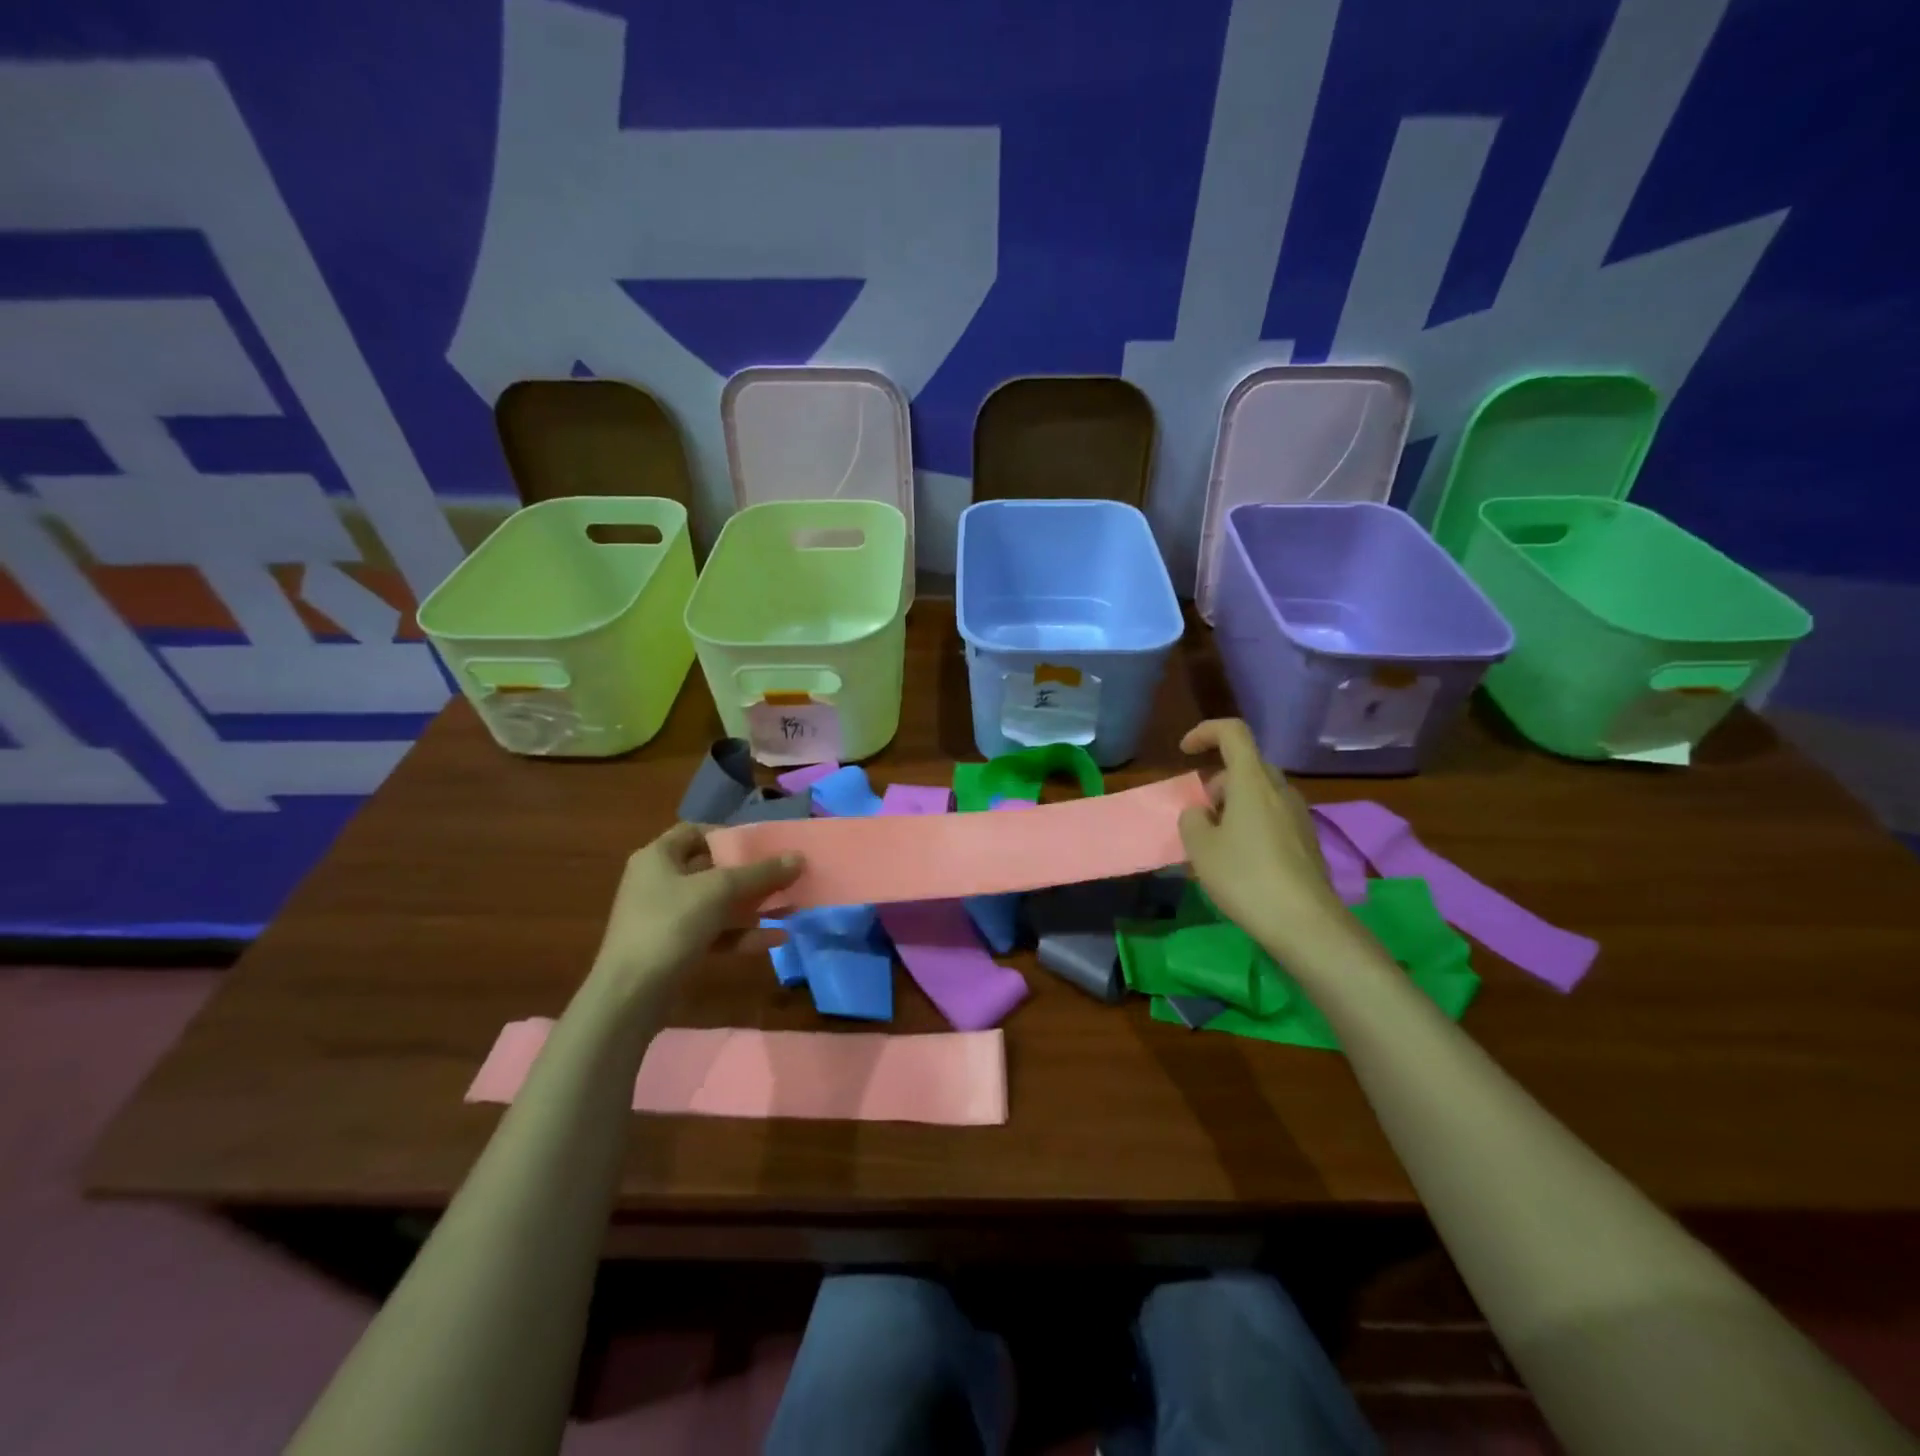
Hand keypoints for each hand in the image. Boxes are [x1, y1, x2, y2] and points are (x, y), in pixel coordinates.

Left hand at [589, 823, 801, 996]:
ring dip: (753, 906)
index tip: (761, 846)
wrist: (630, 995)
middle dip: (751, 875)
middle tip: (785, 877)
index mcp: (658, 857)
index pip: (695, 832)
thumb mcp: (719, 891)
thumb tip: (799, 857)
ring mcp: (666, 918)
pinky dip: (742, 934)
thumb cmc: (670, 925)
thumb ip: (761, 873)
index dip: (728, 835)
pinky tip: (776, 939)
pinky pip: (715, 933)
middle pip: (712, 869)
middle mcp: (659, 882)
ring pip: (717, 904)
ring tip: (790, 909)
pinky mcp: (675, 948)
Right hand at [1177, 719, 1353, 965]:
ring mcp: (1299, 815)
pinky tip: (1240, 861)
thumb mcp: (1200, 848)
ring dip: (1233, 806)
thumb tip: (1200, 813)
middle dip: (1217, 783)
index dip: (1205, 732)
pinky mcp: (1307, 840)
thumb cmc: (1245, 877)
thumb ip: (1192, 820)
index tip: (1184, 752)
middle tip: (1198, 814)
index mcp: (1252, 781)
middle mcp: (1280, 790)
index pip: (1232, 732)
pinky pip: (1273, 817)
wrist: (1305, 923)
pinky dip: (1251, 825)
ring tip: (1215, 843)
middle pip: (1246, 766)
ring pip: (1260, 794)